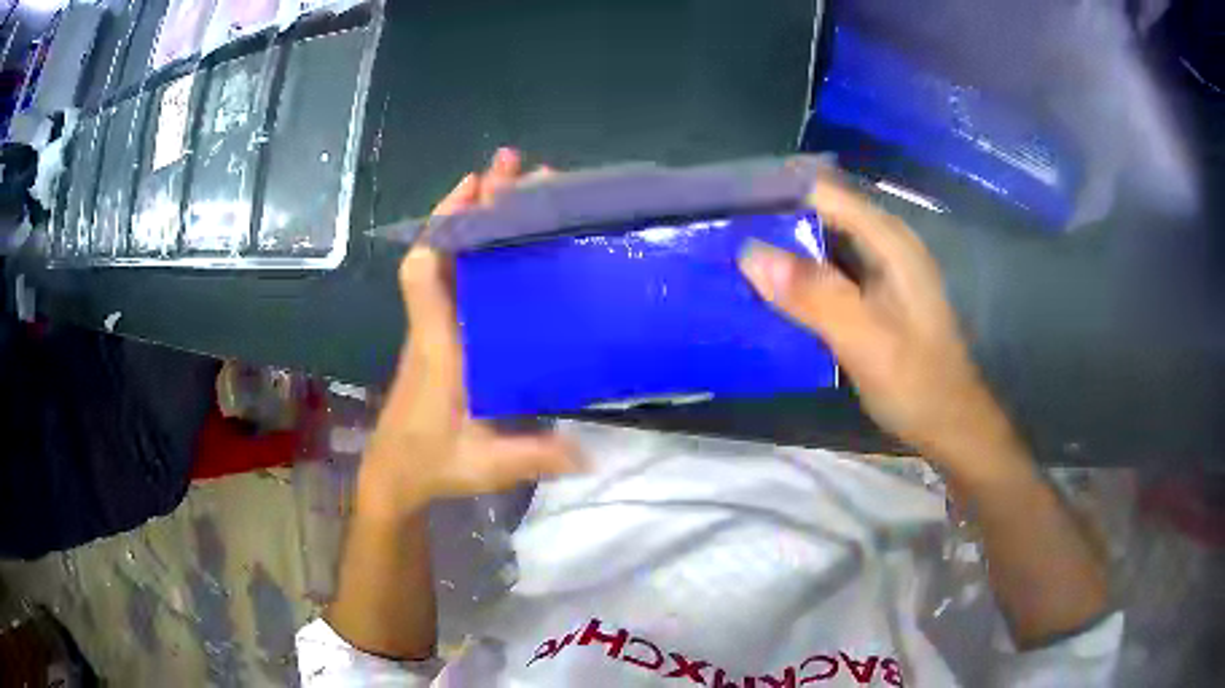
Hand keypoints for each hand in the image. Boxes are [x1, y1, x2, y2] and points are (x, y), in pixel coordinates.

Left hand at [359, 149, 578, 517]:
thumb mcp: (483, 465)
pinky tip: (512, 243)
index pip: (423, 274)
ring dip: (478, 221)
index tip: (475, 186)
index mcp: (438, 346)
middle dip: (474, 205)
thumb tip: (592, 451)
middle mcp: (434, 326)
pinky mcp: (445, 339)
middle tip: (513, 168)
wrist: (394, 476)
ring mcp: (438, 330)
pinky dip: (479, 253)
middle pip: (444, 252)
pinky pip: (460, 284)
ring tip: (518, 187)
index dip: (443, 226)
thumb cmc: (429, 464)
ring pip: (452, 262)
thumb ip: (533, 457)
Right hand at [739, 174, 1020, 467]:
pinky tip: (766, 292)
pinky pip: (827, 273)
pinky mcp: (872, 297)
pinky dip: (797, 278)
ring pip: (820, 243)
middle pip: (819, 213)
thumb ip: (813, 295)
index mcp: (888, 240)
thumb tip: (749, 253)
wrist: (949, 426)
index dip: (775, 191)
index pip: (822, 191)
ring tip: (728, 257)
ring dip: (780, 249)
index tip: (724, 204)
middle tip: (717, 234)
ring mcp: (879, 271)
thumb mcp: (865, 339)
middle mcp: (883, 245)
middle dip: (771, 219)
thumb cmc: (916, 382)